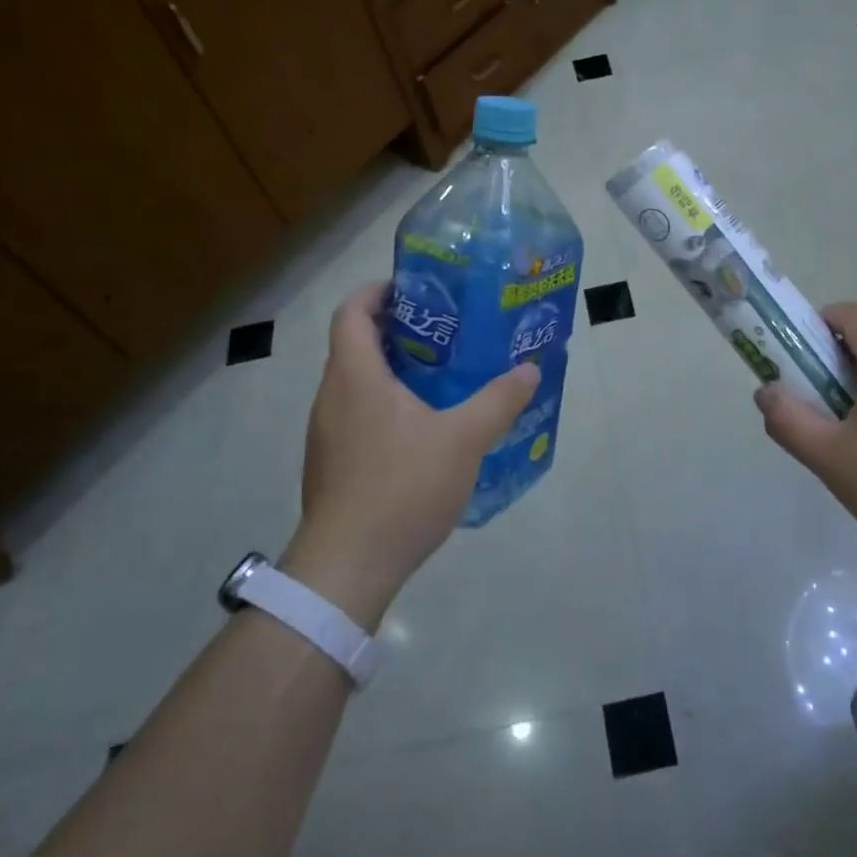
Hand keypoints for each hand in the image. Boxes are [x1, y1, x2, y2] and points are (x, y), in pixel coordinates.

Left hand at [281, 281, 538, 628]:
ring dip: (392, 373)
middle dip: (397, 332)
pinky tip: (423, 432)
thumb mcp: (463, 439)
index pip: (352, 311)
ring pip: (356, 384)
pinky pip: (356, 417)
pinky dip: (385, 408)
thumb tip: (530, 370)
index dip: (378, 292)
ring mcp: (326, 434)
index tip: (415, 290)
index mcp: (355, 376)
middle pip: (355, 345)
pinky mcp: (331, 465)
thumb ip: (498, 401)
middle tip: (446, 334)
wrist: (347, 566)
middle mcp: (331, 397)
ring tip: (441, 380)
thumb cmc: (402, 486)